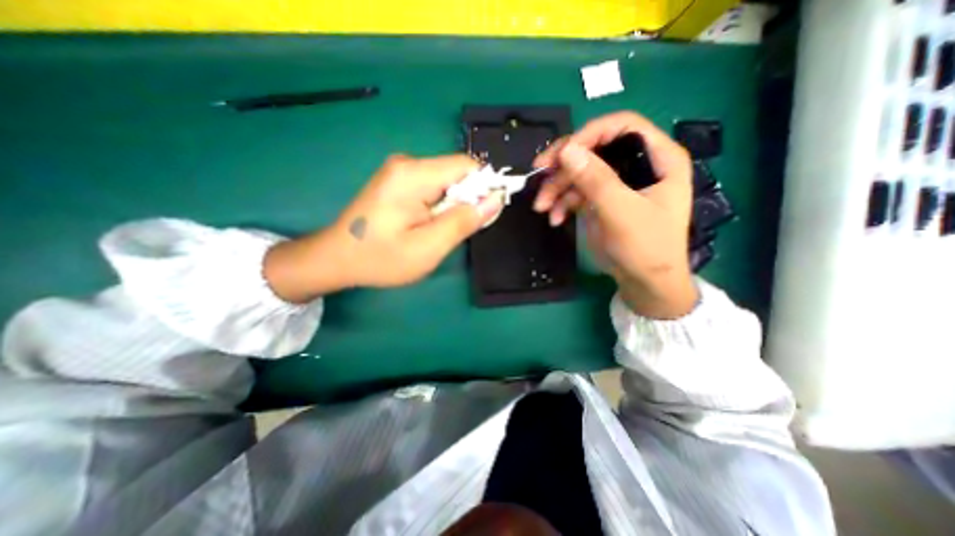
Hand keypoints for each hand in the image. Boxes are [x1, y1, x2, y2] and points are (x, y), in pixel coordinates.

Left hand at [259, 155, 500, 306]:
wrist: (336, 258)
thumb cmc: (381, 258)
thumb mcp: (428, 247)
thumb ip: (463, 221)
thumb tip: (495, 199)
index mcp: (414, 174)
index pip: (467, 166)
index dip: (485, 187)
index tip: (485, 216)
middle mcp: (407, 163)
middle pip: (457, 172)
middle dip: (467, 200)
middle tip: (456, 231)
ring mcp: (401, 171)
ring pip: (447, 181)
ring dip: (454, 205)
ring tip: (439, 231)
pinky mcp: (398, 181)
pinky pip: (433, 187)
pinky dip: (441, 205)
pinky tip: (428, 225)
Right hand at [534, 109, 698, 317]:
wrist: (644, 282)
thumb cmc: (646, 248)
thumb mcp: (622, 212)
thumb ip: (596, 180)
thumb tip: (567, 150)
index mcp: (657, 157)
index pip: (620, 127)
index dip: (588, 135)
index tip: (561, 155)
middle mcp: (636, 164)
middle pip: (594, 149)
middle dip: (564, 165)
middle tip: (538, 175)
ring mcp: (616, 183)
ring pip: (579, 171)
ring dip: (557, 188)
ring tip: (542, 207)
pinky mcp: (601, 200)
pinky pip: (576, 192)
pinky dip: (562, 203)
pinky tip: (554, 218)